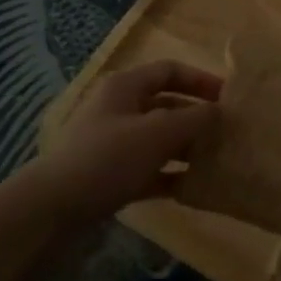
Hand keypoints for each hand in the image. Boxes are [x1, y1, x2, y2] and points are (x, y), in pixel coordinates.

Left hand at [30, 59, 221, 224]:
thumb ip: (194, 119)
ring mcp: (113, 143)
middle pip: (167, 105)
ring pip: (159, 138)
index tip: (229, 98)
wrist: (51, 210)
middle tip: (228, 132)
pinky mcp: (110, 176)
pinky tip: (193, 187)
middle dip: (197, 117)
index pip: (170, 70)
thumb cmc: (108, 158)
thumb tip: (220, 112)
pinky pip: (150, 168)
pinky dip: (171, 174)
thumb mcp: (158, 133)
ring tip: (217, 159)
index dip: (201, 80)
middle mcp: (120, 109)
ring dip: (187, 147)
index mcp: (126, 87)